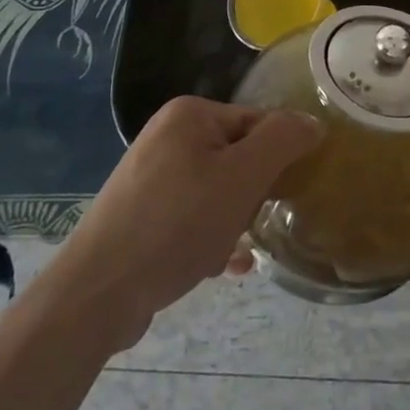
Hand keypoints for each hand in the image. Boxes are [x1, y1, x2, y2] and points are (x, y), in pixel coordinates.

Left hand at [60, 96, 322, 344]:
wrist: (96, 295)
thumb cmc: (176, 225)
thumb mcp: (242, 177)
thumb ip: (283, 140)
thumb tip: (313, 122)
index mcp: (189, 114)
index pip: (258, 122)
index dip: (276, 159)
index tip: (282, 196)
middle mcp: (167, 136)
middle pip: (238, 157)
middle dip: (251, 196)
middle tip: (248, 225)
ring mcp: (150, 176)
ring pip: (217, 191)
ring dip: (232, 221)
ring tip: (230, 252)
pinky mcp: (140, 215)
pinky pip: (191, 216)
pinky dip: (209, 236)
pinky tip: (220, 265)